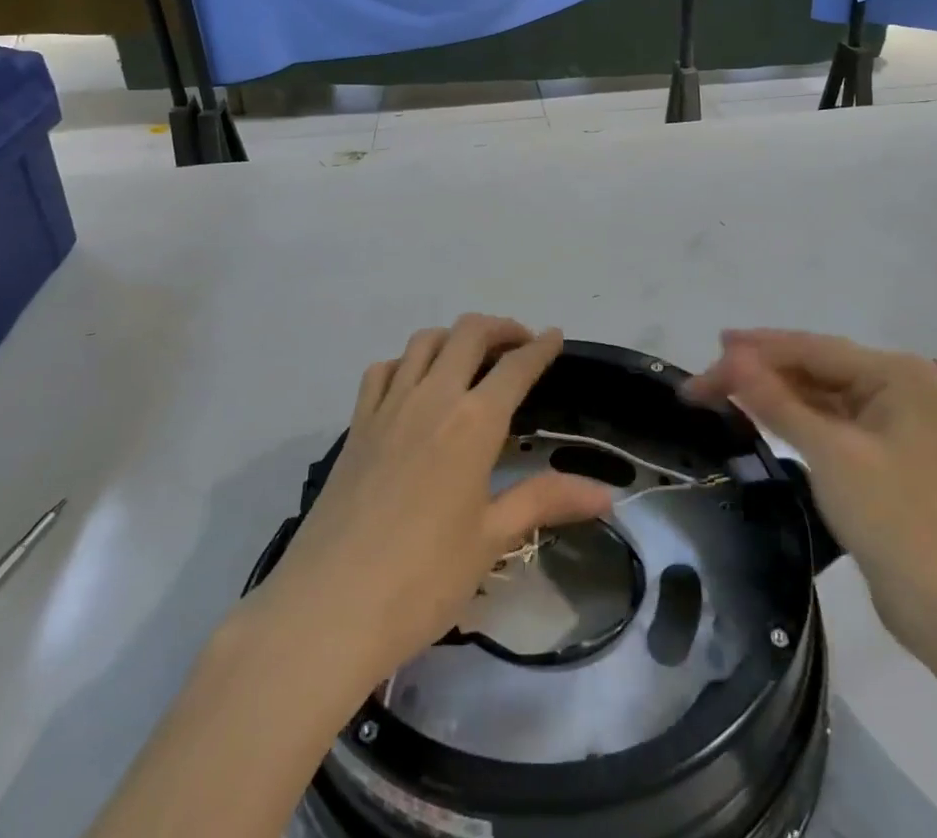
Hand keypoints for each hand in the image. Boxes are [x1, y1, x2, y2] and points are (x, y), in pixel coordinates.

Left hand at [256, 315, 615, 690]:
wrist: (329, 607)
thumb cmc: (422, 579)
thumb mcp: (491, 539)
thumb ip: (546, 501)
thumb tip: (608, 496)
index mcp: (473, 422)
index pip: (516, 367)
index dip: (540, 347)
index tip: (555, 336)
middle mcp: (432, 397)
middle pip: (468, 334)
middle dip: (500, 328)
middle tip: (519, 344)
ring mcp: (388, 406)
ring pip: (424, 341)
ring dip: (454, 337)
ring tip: (470, 358)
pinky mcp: (356, 424)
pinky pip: (383, 369)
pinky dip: (406, 362)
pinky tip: (414, 384)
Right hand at [685, 330, 936, 658]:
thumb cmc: (894, 521)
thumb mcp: (829, 453)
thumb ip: (776, 400)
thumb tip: (730, 356)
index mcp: (896, 374)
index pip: (811, 349)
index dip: (754, 352)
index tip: (705, 359)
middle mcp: (897, 385)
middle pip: (813, 366)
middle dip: (758, 371)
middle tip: (702, 380)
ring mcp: (890, 419)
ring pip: (817, 392)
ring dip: (771, 392)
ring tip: (719, 391)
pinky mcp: (880, 451)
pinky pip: (826, 419)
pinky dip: (792, 416)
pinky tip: (757, 412)